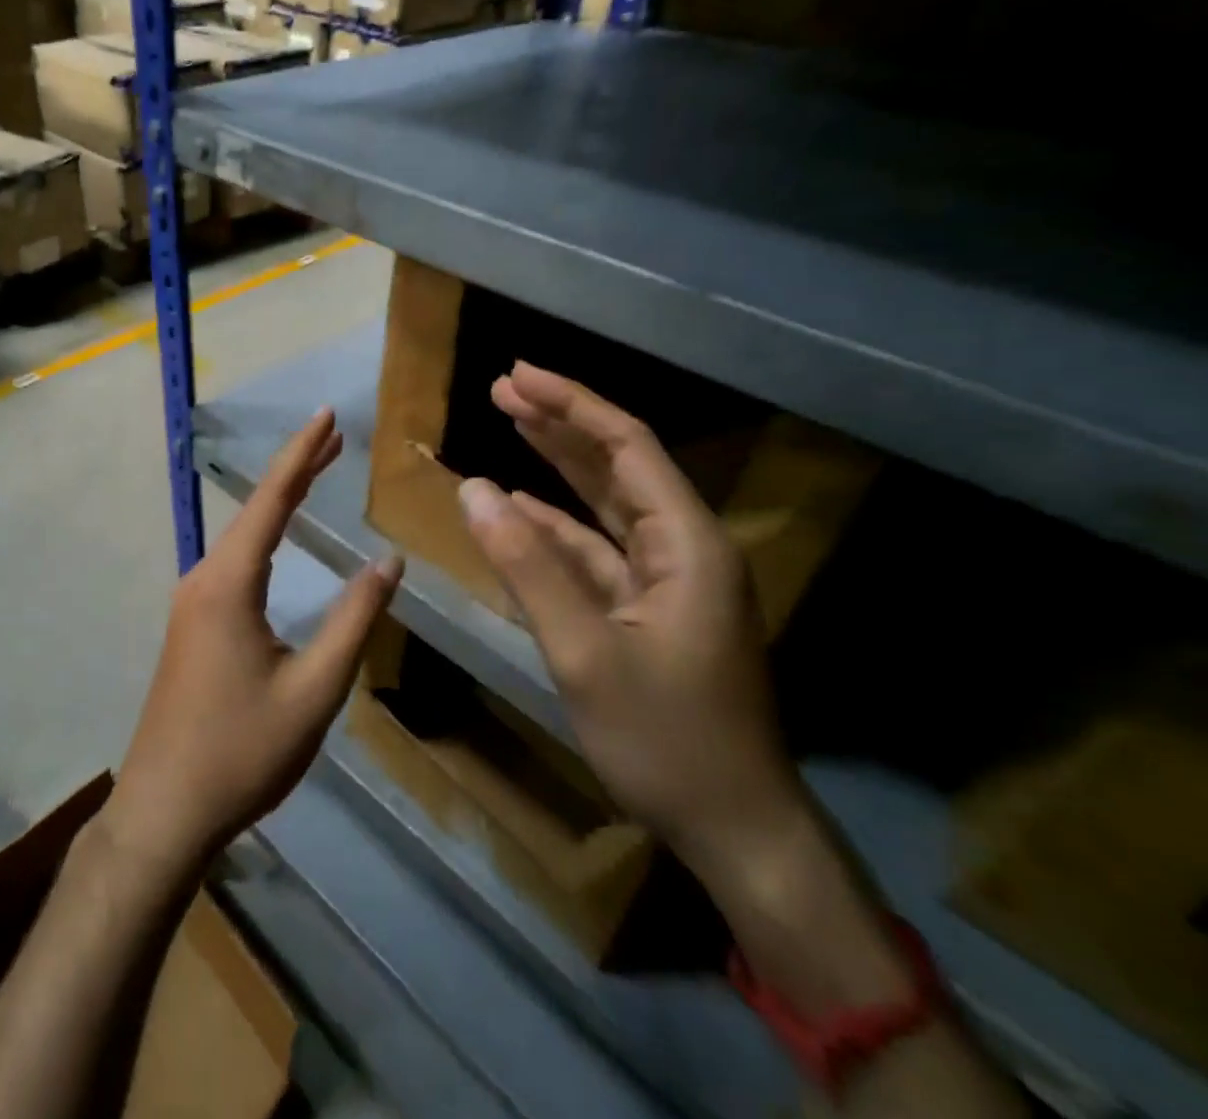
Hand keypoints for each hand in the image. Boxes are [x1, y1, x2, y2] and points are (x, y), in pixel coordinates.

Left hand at [106, 408, 402, 877]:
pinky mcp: (192, 624)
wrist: (164, 810)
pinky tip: (280, 540)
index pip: (271, 500)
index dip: (301, 454)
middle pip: (255, 509)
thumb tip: (388, 562)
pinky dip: (266, 535)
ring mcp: (192, 601)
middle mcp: (204, 578)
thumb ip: (354, 620)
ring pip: (243, 535)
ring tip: (318, 472)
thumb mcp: (314, 689)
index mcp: (229, 583)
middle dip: (296, 469)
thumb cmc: (243, 752)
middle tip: (335, 437)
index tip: (325, 415)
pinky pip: (235, 562)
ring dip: (280, 501)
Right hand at [456, 362, 805, 874]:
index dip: (571, 404)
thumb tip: (472, 489)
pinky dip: (554, 529)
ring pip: (605, 505)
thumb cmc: (667, 741)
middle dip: (560, 424)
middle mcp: (683, 548)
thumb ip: (527, 567)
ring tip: (509, 425)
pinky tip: (517, 510)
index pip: (627, 445)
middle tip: (503, 388)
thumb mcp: (584, 653)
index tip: (517, 376)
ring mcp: (666, 580)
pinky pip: (595, 552)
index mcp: (688, 543)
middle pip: (616, 465)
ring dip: (556, 468)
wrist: (735, 831)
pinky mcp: (647, 610)